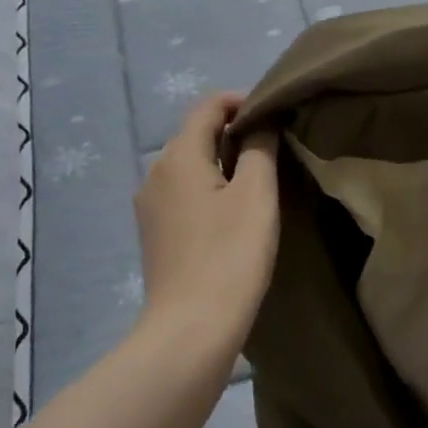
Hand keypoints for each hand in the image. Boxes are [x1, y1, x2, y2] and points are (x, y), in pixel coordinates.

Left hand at [133, 92, 278, 357]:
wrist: (192, 326)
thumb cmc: (231, 254)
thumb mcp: (257, 194)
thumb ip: (259, 148)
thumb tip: (261, 121)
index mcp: (178, 156)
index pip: (208, 106)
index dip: (242, 101)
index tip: (277, 114)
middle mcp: (154, 173)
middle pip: (196, 135)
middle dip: (235, 132)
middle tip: (276, 146)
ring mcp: (150, 206)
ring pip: (190, 166)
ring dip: (224, 161)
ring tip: (261, 178)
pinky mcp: (155, 233)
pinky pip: (185, 193)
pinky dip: (211, 187)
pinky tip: (235, 211)